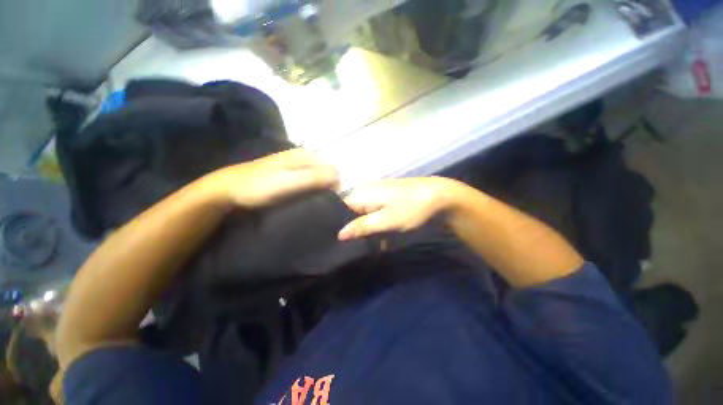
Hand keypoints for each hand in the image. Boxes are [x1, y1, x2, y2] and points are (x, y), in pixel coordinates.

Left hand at [204, 149, 338, 207]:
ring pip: (317, 175)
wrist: (229, 191)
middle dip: (331, 184)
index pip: (332, 167)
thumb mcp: (289, 181)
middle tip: (328, 202)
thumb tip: (339, 178)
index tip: (335, 199)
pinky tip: (310, 198)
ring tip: (321, 202)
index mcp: (304, 155)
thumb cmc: (260, 186)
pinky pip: (308, 180)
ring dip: (322, 188)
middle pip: (326, 170)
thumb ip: (315, 178)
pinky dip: (312, 189)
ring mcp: (295, 165)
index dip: (337, 183)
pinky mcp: (288, 175)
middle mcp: (302, 157)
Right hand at [338, 177, 462, 239]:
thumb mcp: (385, 221)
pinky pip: (374, 211)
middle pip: (350, 211)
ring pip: (363, 213)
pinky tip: (380, 236)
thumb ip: (361, 226)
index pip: (339, 207)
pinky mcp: (386, 197)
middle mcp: (366, 190)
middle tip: (351, 244)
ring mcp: (377, 193)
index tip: (336, 239)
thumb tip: (339, 234)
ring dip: (365, 228)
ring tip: (366, 242)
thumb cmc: (410, 209)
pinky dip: (375, 224)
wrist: (438, 196)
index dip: (336, 223)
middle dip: (351, 227)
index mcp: (362, 193)